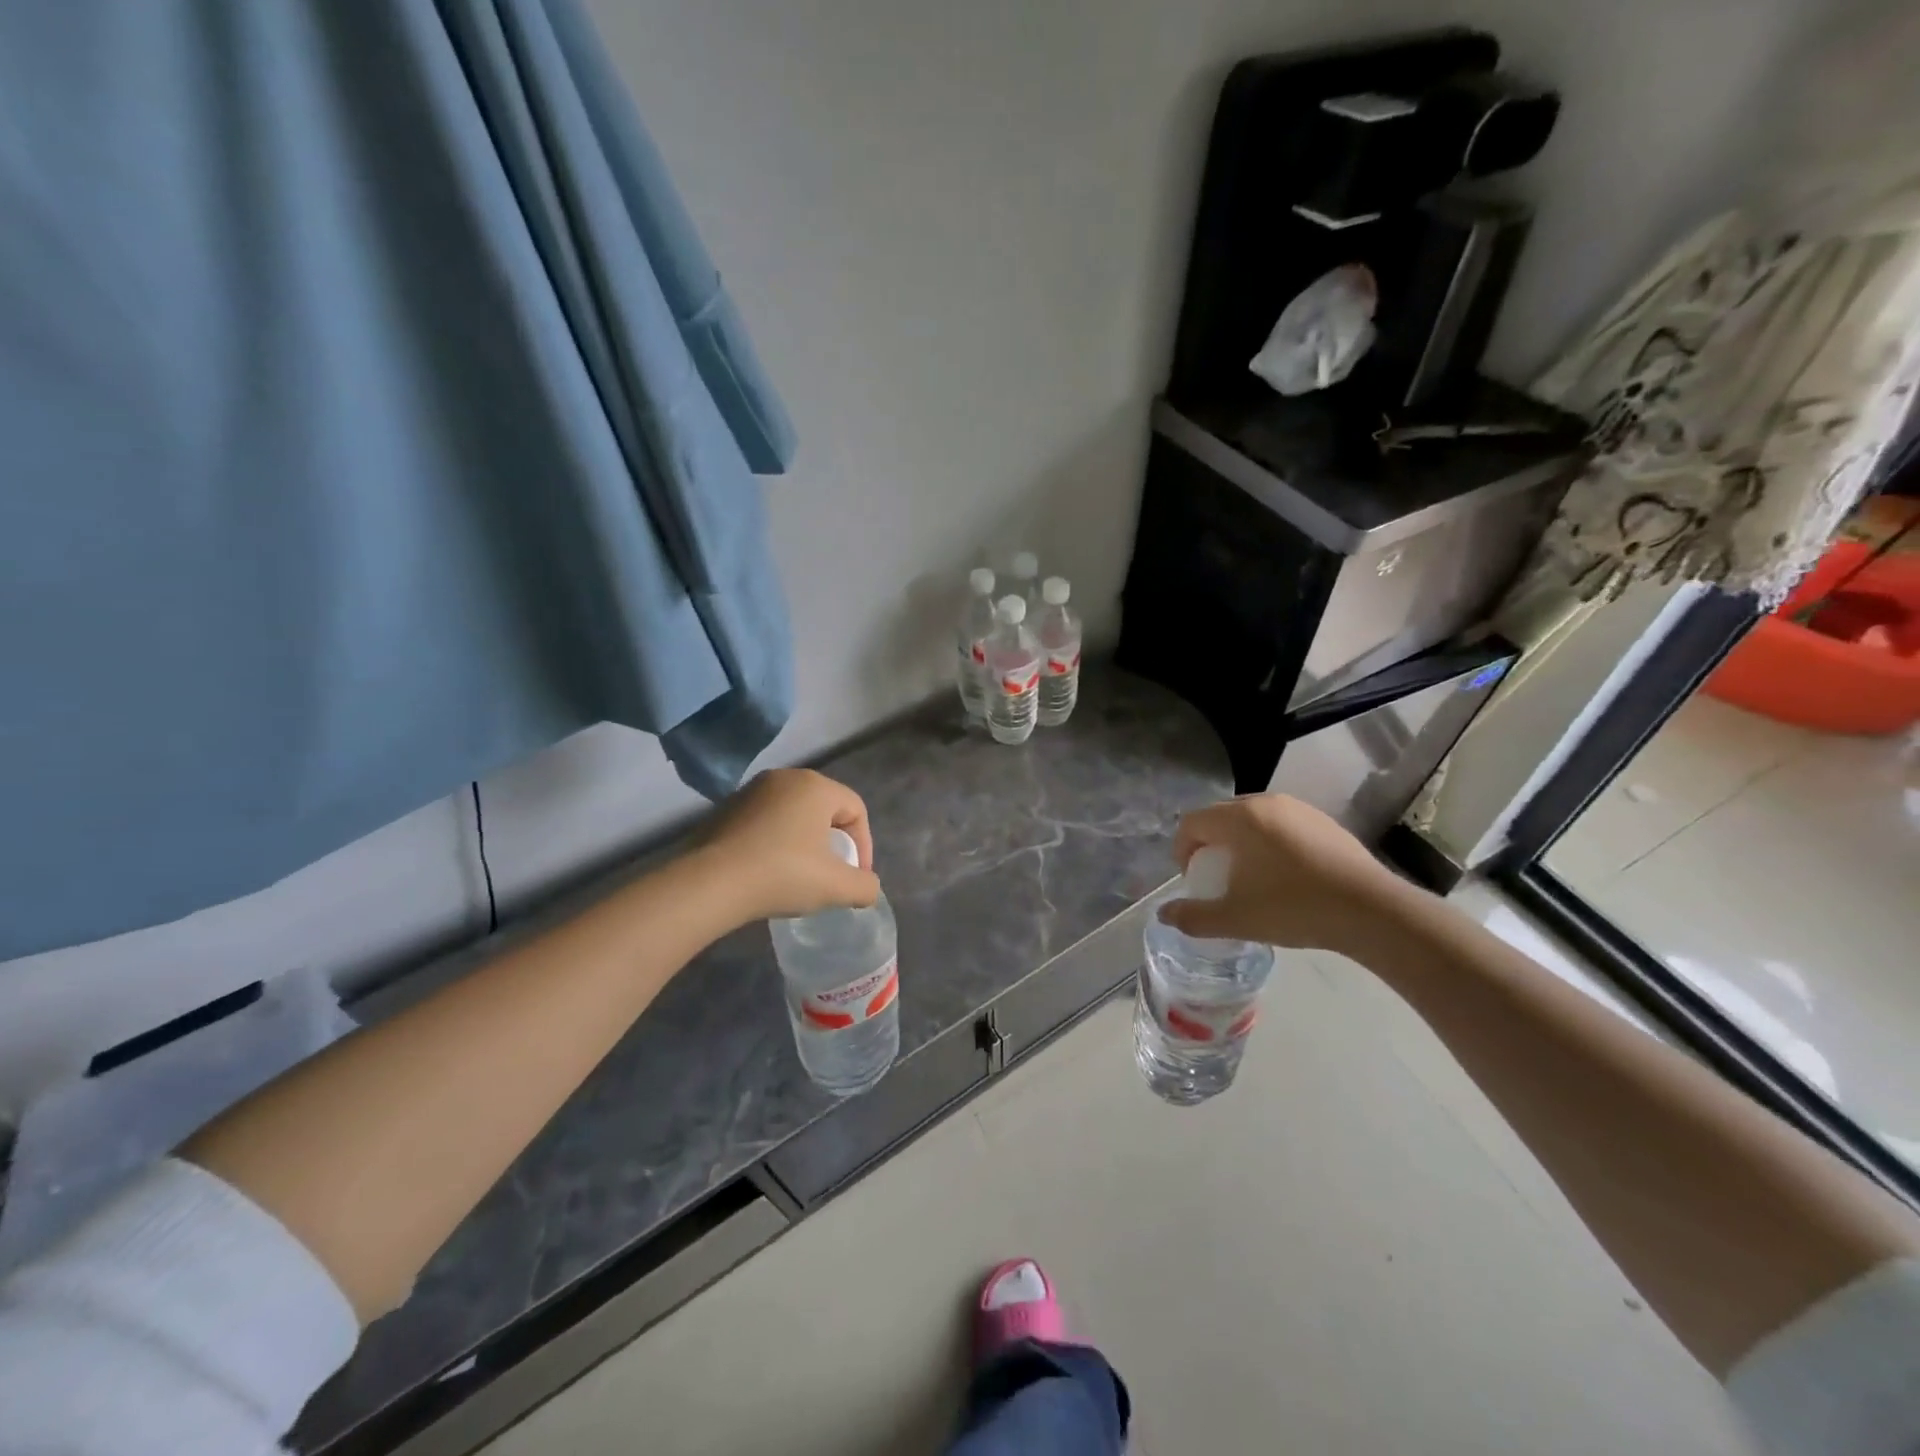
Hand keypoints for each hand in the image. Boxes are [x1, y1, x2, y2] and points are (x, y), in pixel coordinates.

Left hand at [698, 768, 880, 921]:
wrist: (709, 884)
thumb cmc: (782, 875)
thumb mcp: (836, 887)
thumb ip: (865, 886)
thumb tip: (867, 887)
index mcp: (815, 786)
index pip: (856, 809)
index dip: (864, 845)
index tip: (855, 877)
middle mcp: (784, 778)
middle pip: (825, 809)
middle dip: (834, 842)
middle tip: (831, 875)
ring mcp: (750, 791)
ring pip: (793, 815)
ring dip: (804, 842)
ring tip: (800, 875)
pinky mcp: (725, 809)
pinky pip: (765, 822)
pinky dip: (775, 842)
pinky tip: (768, 871)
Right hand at [1158, 794, 1404, 955]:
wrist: (1371, 911)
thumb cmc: (1293, 908)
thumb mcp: (1235, 919)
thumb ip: (1193, 916)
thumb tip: (1164, 914)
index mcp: (1239, 818)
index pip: (1192, 822)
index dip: (1182, 850)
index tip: (1193, 880)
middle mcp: (1266, 803)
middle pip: (1220, 817)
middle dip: (1210, 845)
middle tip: (1217, 878)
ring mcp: (1299, 809)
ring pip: (1253, 820)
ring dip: (1241, 843)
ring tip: (1251, 877)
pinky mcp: (1325, 822)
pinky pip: (1282, 826)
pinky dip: (1271, 844)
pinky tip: (1286, 876)